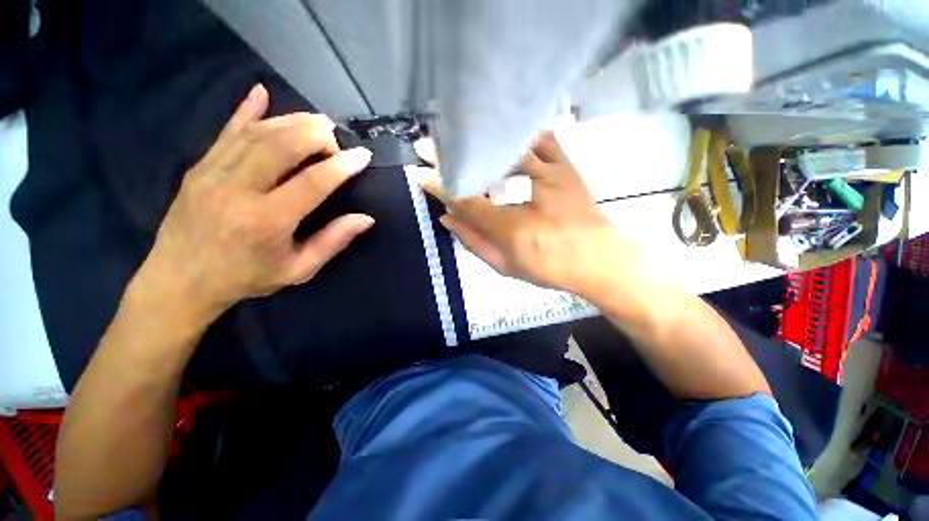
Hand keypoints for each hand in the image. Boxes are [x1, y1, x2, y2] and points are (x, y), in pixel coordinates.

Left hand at [135, 84, 373, 322]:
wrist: (180, 280)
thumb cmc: (246, 277)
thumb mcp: (298, 269)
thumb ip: (333, 241)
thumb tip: (366, 219)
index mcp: (267, 221)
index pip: (312, 182)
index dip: (341, 166)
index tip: (363, 155)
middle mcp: (238, 190)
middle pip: (281, 146)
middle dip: (316, 135)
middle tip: (336, 141)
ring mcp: (213, 173)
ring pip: (257, 133)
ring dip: (292, 121)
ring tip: (317, 123)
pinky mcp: (199, 166)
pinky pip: (226, 131)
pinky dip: (246, 110)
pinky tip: (261, 92)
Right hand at [423, 132, 639, 298]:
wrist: (599, 259)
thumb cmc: (550, 268)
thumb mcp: (506, 266)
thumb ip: (474, 242)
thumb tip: (447, 220)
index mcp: (510, 226)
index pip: (465, 200)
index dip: (440, 187)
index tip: (421, 176)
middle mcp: (526, 195)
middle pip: (481, 168)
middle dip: (450, 156)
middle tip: (427, 146)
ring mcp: (548, 176)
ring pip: (506, 148)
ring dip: (477, 139)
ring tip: (455, 131)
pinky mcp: (565, 166)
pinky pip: (540, 139)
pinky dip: (519, 131)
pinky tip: (502, 125)